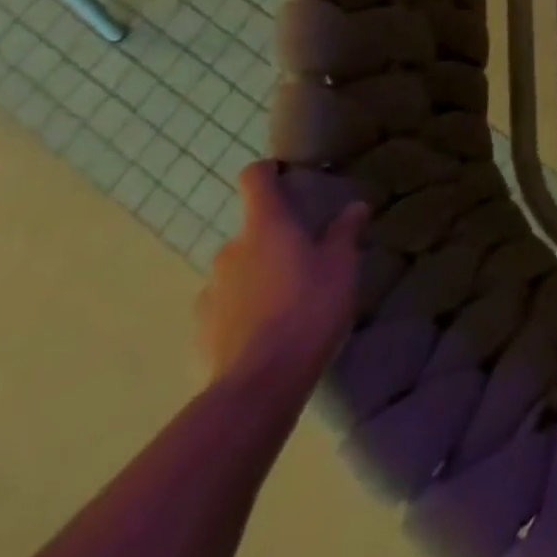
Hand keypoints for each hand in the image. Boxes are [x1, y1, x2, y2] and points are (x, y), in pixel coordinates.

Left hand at [197, 163, 367, 397]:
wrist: (259, 384)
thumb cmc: (308, 308)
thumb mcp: (342, 266)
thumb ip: (345, 232)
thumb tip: (354, 206)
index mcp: (266, 226)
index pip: (255, 179)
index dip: (268, 171)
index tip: (286, 175)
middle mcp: (231, 249)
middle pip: (251, 229)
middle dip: (274, 237)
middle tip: (305, 255)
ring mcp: (211, 290)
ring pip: (238, 268)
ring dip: (258, 273)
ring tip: (288, 297)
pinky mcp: (202, 328)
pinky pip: (226, 304)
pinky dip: (243, 307)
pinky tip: (266, 328)